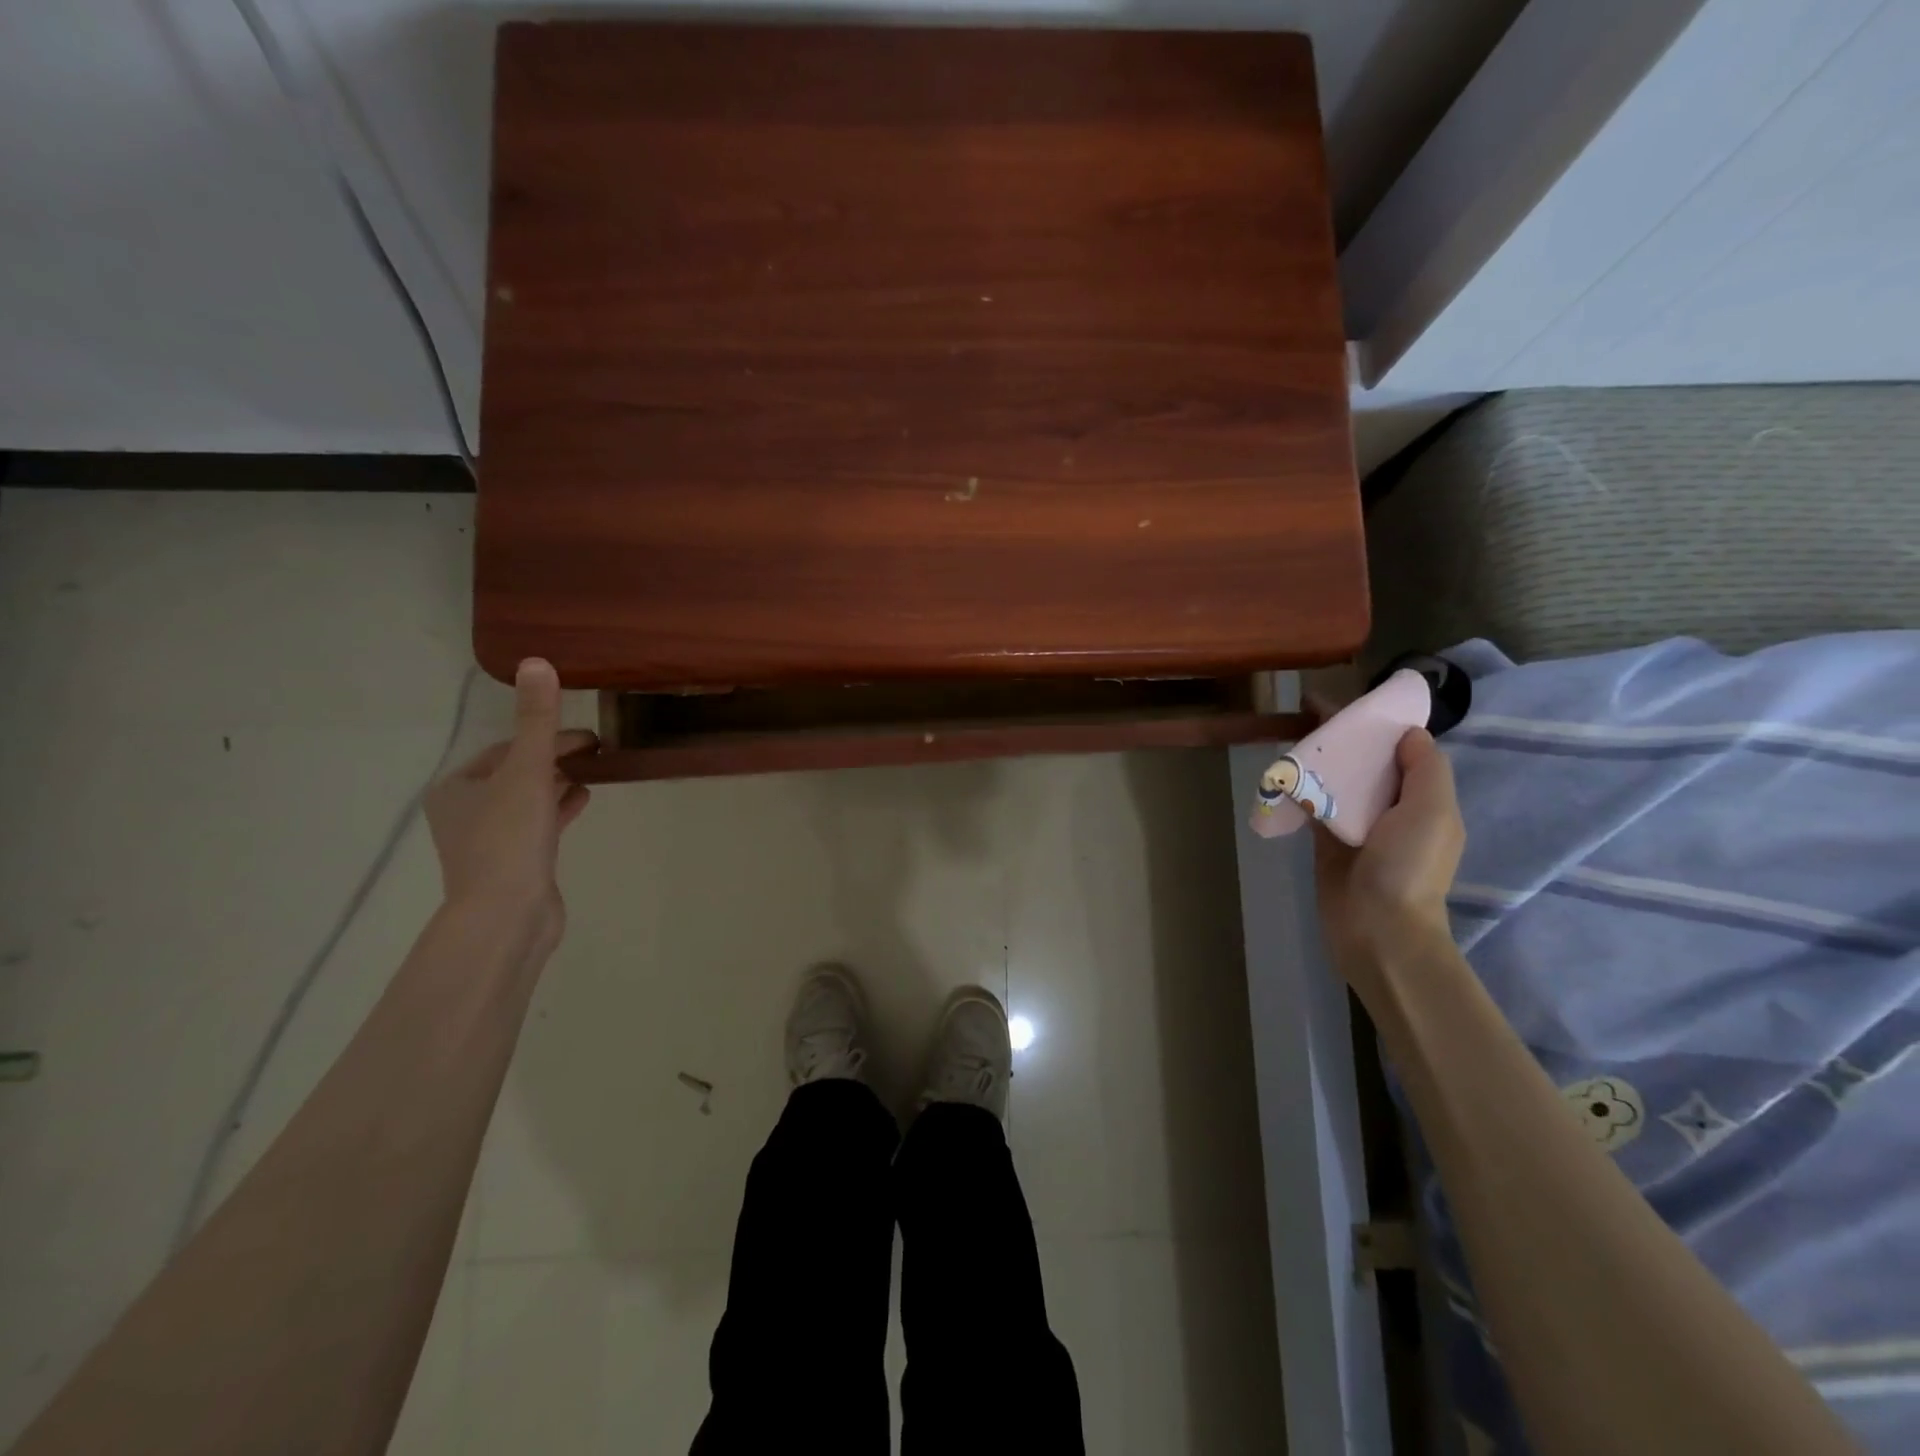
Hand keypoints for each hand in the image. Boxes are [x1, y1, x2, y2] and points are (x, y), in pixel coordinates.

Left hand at [425, 658, 595, 959]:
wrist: (507, 916)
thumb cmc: (509, 838)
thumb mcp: (527, 772)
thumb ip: (537, 721)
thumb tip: (536, 661)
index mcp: (456, 788)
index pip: (506, 749)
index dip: (546, 737)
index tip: (588, 737)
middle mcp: (465, 812)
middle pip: (517, 773)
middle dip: (555, 758)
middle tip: (597, 750)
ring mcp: (490, 842)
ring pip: (529, 799)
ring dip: (560, 782)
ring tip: (596, 771)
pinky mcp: (516, 865)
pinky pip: (540, 825)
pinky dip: (561, 808)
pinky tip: (585, 800)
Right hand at [1313, 727, 1464, 1006]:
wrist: (1377, 931)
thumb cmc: (1408, 868)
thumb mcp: (1432, 812)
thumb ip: (1425, 769)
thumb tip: (1408, 733)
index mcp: (1424, 801)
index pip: (1401, 751)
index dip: (1377, 724)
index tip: (1348, 702)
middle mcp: (1393, 810)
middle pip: (1365, 763)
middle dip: (1341, 736)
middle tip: (1306, 711)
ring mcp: (1358, 827)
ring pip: (1337, 781)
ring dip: (1318, 759)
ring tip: (1290, 733)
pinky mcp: (1327, 843)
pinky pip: (1313, 807)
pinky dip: (1300, 788)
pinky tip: (1281, 771)